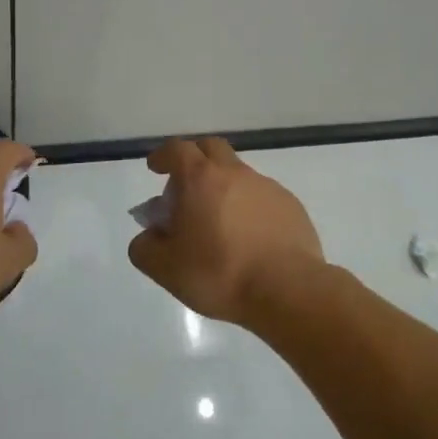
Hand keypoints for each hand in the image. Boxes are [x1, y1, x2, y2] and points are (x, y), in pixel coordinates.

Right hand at [127, 137, 323, 324]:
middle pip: (211, 149)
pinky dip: (249, 207)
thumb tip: (150, 236)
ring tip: (218, 222)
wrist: (287, 289)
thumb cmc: (219, 273)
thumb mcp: (165, 268)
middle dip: (194, 159)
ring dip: (223, 187)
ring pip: (239, 174)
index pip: (177, 150)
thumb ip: (145, 247)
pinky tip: (248, 238)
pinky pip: (263, 197)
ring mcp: (267, 187)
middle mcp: (235, 173)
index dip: (163, 156)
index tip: (156, 168)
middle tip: (186, 187)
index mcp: (200, 179)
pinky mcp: (291, 206)